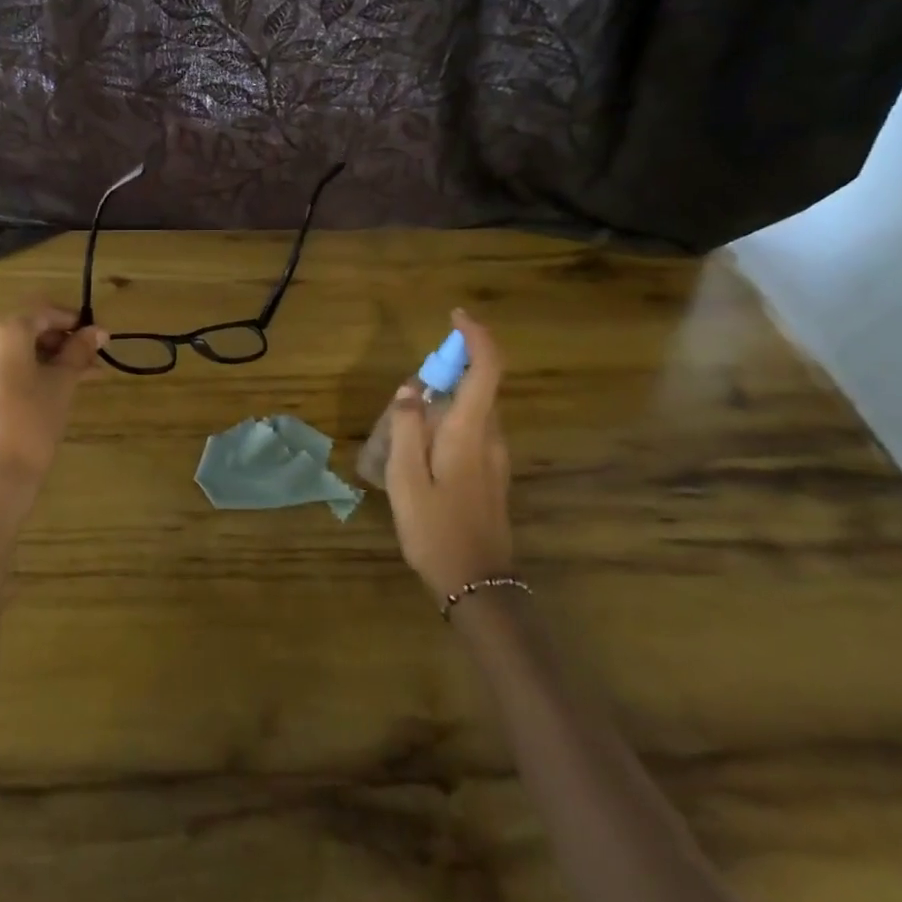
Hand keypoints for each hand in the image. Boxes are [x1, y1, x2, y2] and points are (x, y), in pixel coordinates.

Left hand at [0, 305, 106, 493]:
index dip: (73, 322)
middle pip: (27, 330)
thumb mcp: (62, 383)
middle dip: (61, 342)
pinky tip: (52, 388)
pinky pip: (2, 368)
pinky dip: (26, 372)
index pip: (44, 314)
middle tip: (91, 359)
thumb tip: (99, 331)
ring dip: (47, 359)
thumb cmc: (33, 422)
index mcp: (3, 331)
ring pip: (15, 351)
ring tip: (80, 376)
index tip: (97, 336)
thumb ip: (79, 351)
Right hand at [385, 309, 513, 599]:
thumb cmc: (436, 530)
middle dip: (450, 371)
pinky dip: (449, 422)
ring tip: (405, 426)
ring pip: (474, 410)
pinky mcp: (492, 475)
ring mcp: (496, 458)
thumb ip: (406, 428)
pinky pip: (472, 431)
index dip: (476, 337)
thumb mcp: (406, 479)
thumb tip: (411, 388)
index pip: (486, 369)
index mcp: (470, 432)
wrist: (477, 585)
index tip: (455, 317)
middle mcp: (491, 438)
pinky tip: (420, 452)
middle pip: (480, 386)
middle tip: (407, 392)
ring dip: (446, 399)